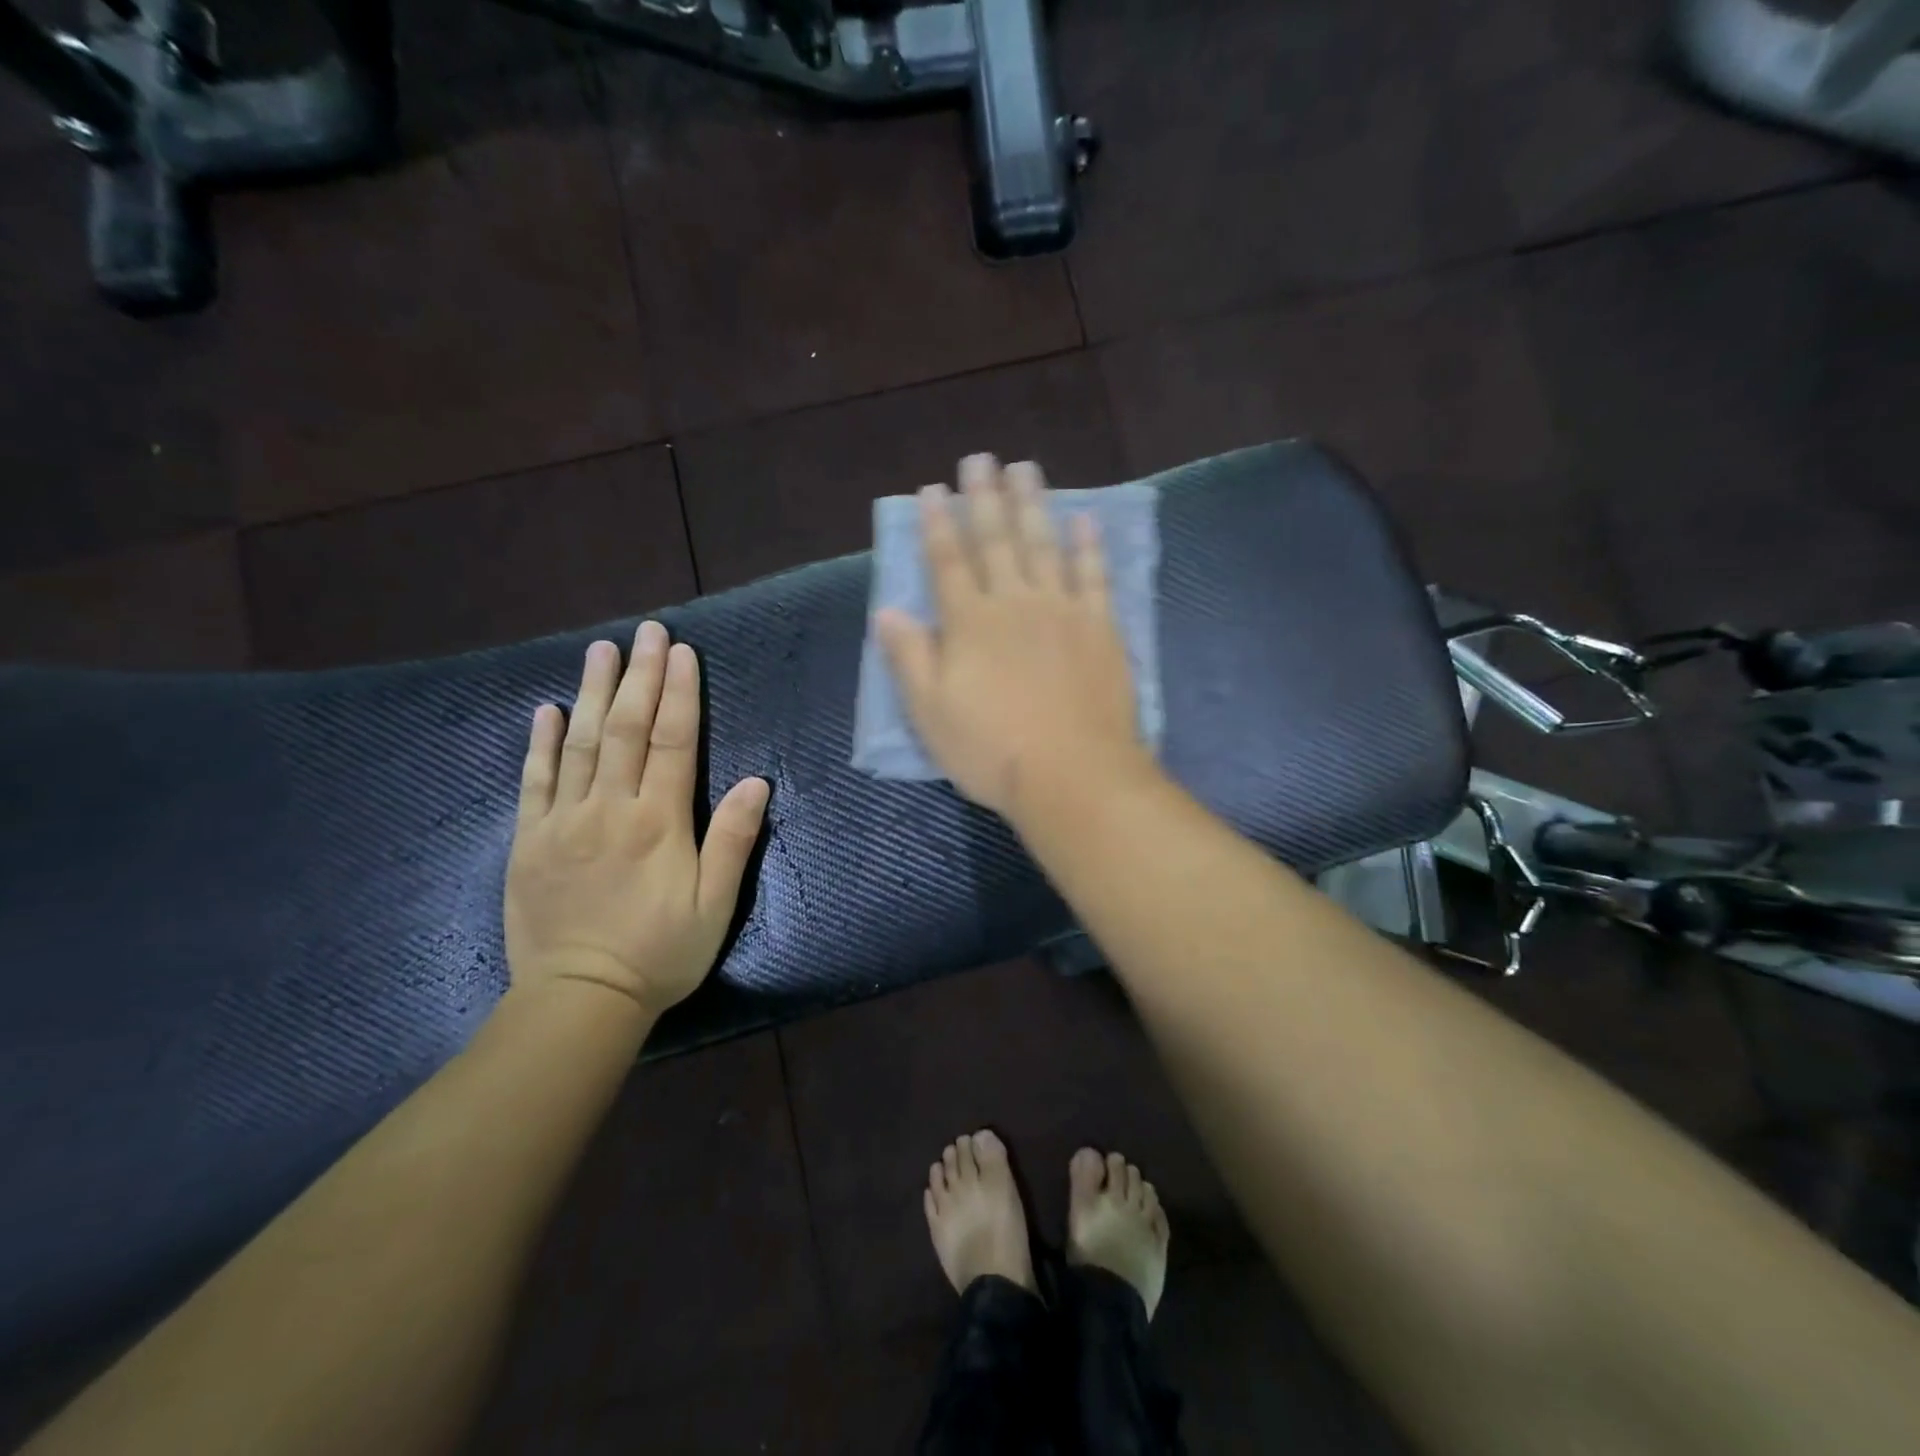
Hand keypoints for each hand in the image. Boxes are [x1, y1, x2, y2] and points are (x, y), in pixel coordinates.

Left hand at [504, 623, 770, 1019]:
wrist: (580, 1000)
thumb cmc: (661, 952)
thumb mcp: (715, 904)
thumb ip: (733, 840)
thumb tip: (755, 782)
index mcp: (659, 822)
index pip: (672, 742)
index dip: (679, 694)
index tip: (682, 653)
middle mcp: (609, 809)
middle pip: (625, 730)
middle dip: (639, 676)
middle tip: (646, 632)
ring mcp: (563, 822)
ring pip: (580, 744)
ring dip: (593, 693)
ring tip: (601, 650)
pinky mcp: (529, 841)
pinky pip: (534, 781)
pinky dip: (541, 743)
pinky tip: (546, 710)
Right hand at [875, 454, 1146, 819]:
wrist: (1072, 775)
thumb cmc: (991, 750)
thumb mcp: (930, 712)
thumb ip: (908, 656)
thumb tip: (886, 609)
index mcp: (969, 623)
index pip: (948, 562)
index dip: (937, 524)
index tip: (932, 489)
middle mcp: (1014, 603)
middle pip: (997, 540)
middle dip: (984, 498)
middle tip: (981, 459)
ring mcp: (1062, 611)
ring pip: (1044, 545)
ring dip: (1033, 505)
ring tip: (1025, 470)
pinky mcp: (1100, 628)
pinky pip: (1094, 576)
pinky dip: (1089, 546)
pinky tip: (1085, 520)